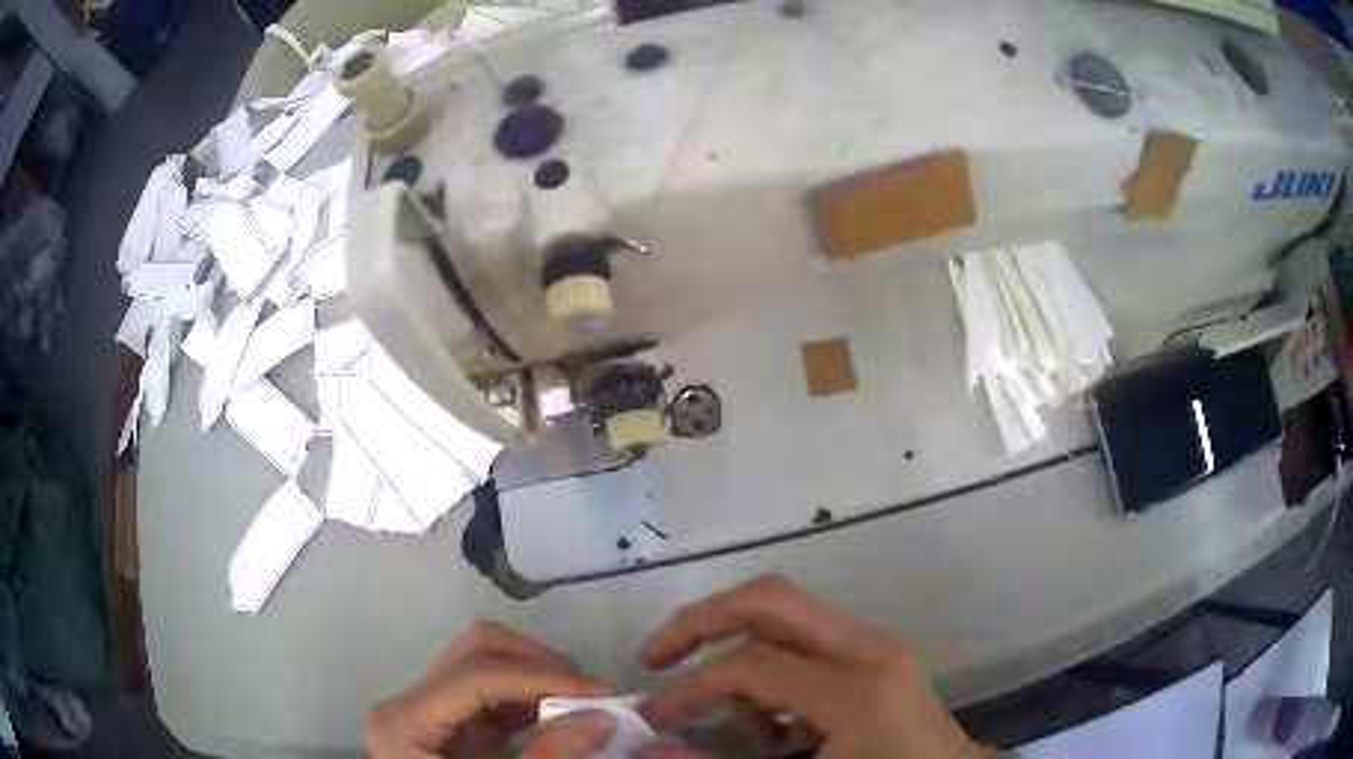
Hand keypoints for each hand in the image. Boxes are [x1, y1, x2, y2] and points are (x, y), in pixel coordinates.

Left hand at [368, 620, 613, 757]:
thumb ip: (546, 757)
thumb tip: (602, 717)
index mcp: (406, 720)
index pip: (476, 673)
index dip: (540, 676)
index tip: (600, 694)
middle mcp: (411, 702)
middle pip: (476, 652)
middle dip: (539, 665)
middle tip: (589, 694)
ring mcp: (431, 711)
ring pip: (486, 665)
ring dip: (539, 678)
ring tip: (583, 705)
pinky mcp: (452, 726)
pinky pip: (493, 697)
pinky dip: (531, 701)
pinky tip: (562, 719)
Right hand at [638, 576, 994, 758]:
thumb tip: (650, 750)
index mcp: (855, 690)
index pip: (751, 664)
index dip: (689, 688)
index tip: (651, 718)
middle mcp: (868, 652)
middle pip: (772, 601)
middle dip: (702, 621)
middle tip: (656, 655)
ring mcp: (878, 651)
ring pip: (790, 618)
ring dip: (737, 647)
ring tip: (708, 702)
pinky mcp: (879, 662)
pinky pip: (810, 647)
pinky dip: (772, 672)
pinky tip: (768, 726)